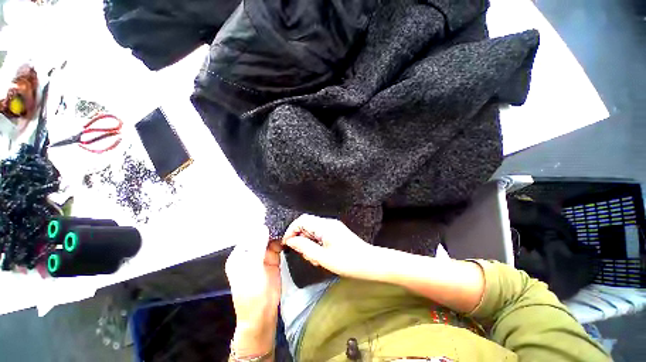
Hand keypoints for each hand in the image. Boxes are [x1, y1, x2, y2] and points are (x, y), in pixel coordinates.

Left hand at [225, 225, 280, 357]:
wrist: (262, 314)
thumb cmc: (251, 293)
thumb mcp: (252, 269)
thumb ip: (258, 247)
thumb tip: (263, 227)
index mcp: (240, 255)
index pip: (250, 236)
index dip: (260, 227)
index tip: (272, 218)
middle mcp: (251, 254)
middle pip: (261, 237)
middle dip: (271, 229)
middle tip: (284, 220)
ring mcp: (263, 257)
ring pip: (271, 241)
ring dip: (278, 235)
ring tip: (288, 226)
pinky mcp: (273, 260)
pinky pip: (278, 247)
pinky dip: (282, 242)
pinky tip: (289, 236)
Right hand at [282, 214, 374, 278]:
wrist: (370, 263)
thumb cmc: (347, 261)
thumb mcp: (323, 257)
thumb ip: (305, 247)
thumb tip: (291, 240)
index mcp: (324, 226)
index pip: (302, 220)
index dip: (291, 230)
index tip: (287, 244)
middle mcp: (328, 223)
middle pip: (307, 225)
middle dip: (301, 239)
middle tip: (306, 256)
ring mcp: (333, 227)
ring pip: (313, 231)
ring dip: (309, 244)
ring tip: (315, 259)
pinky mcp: (336, 233)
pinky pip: (321, 235)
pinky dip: (316, 244)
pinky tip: (321, 256)